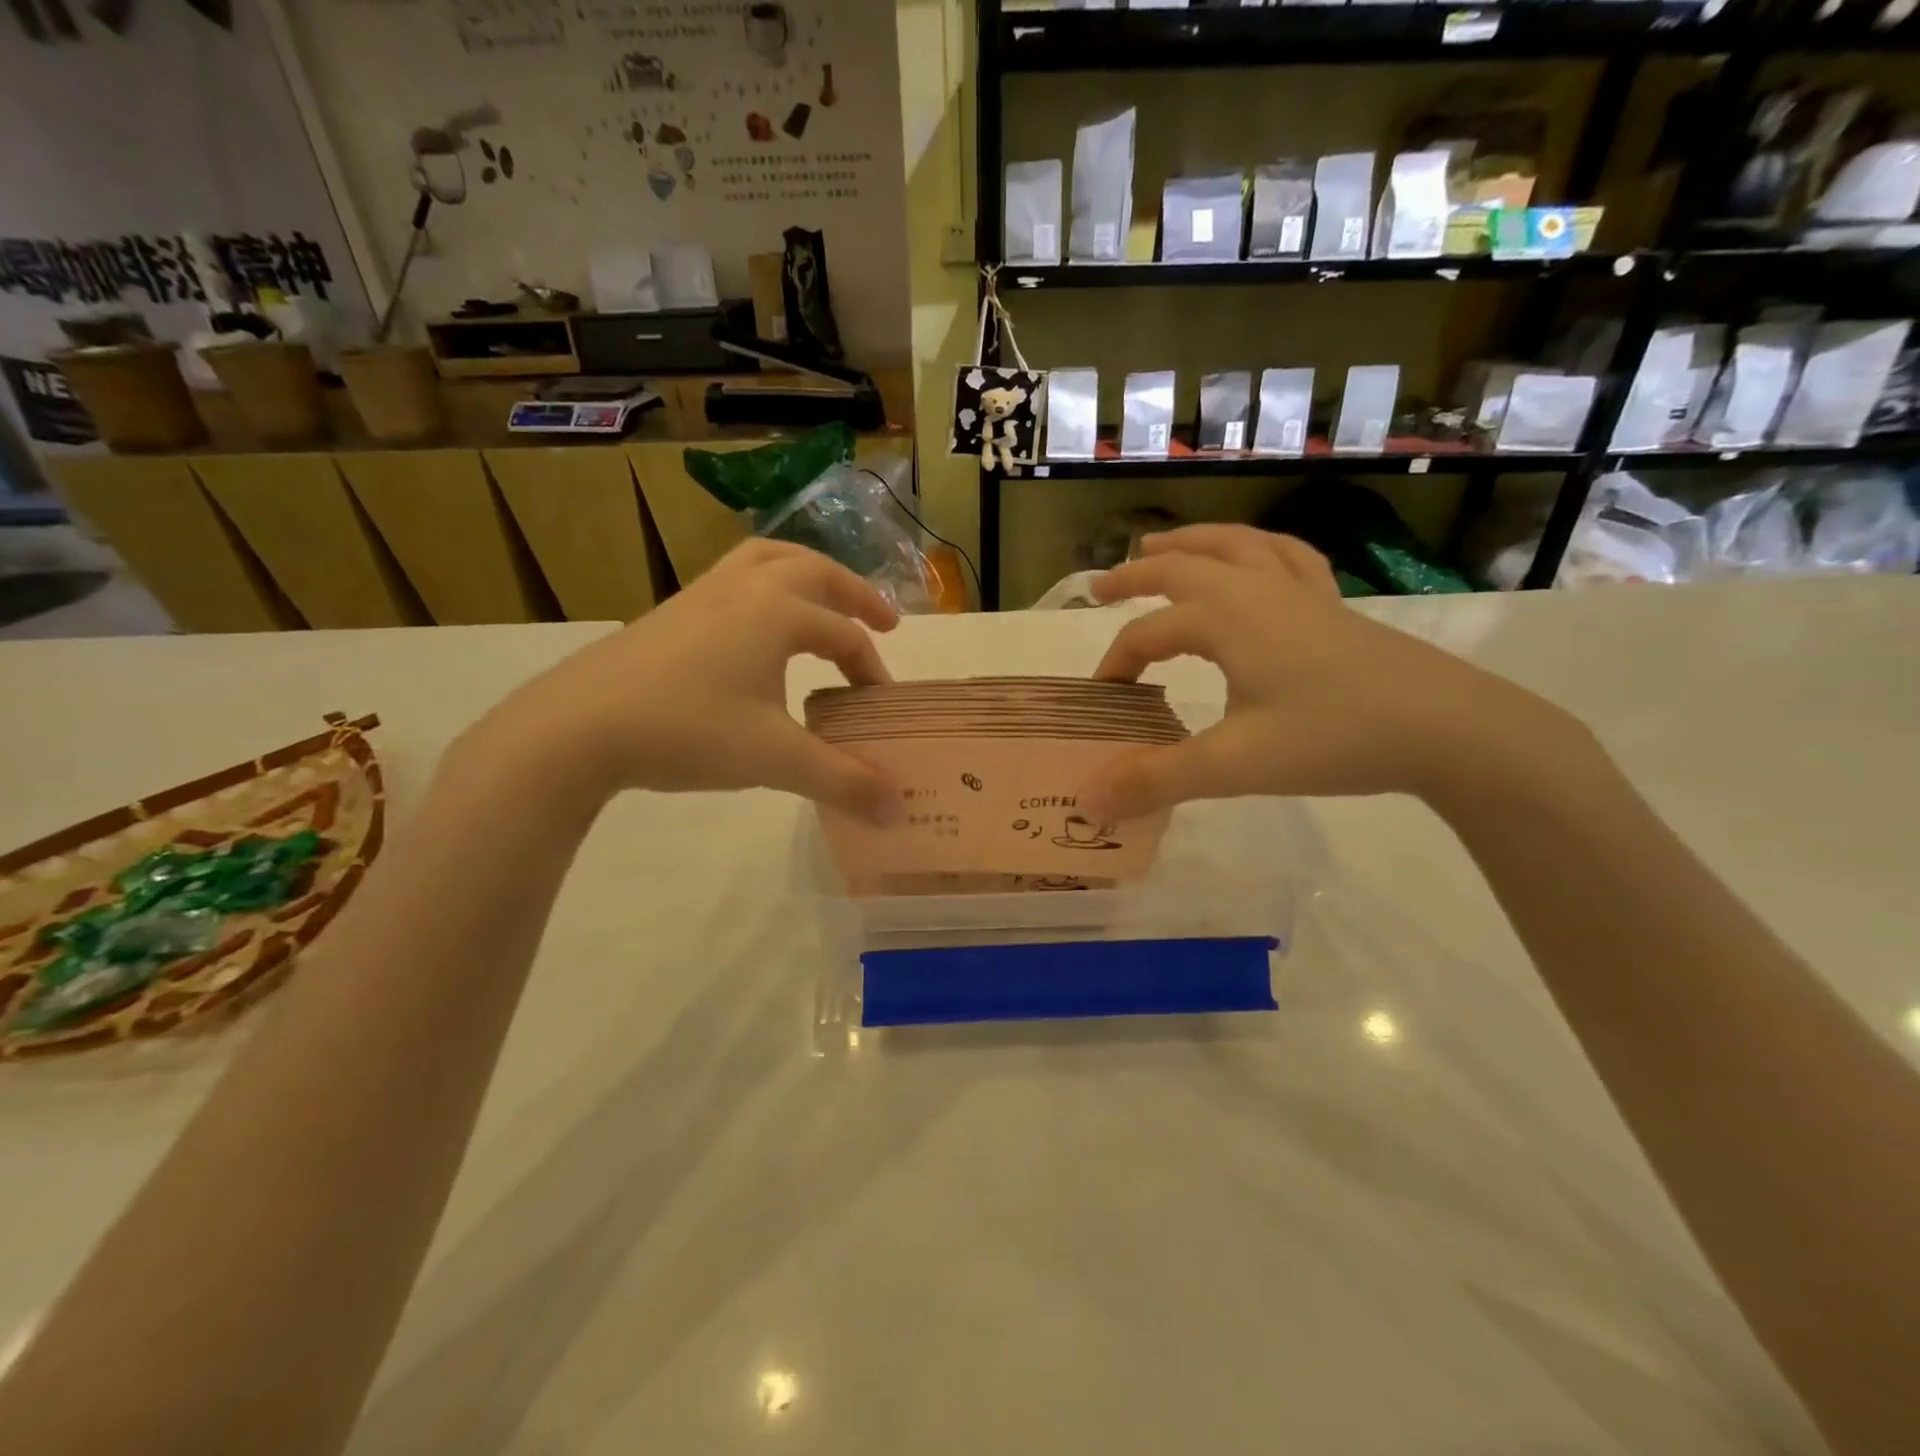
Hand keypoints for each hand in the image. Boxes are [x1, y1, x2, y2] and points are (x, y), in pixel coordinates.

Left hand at [470, 540, 904, 822]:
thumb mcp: (775, 760)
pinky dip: (764, 586)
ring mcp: (702, 594)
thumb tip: (898, 810)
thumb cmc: (688, 731)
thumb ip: (843, 781)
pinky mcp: (670, 612)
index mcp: (778, 611)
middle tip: (885, 621)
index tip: (881, 708)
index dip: (872, 670)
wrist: (576, 727)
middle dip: (856, 594)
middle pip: (815, 571)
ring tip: (824, 600)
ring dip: (807, 575)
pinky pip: (733, 578)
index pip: (846, 635)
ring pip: (767, 560)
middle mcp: (744, 588)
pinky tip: (757, 627)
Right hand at [1077, 525, 1585, 816]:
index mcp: (1226, 618)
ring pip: (1236, 546)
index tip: (1103, 700)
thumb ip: (1156, 780)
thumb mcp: (1234, 765)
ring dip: (1192, 543)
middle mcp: (1258, 591)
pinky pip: (1289, 559)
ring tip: (1162, 545)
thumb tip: (1088, 801)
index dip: (1117, 663)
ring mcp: (1302, 594)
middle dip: (1136, 575)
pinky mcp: (1335, 608)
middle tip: (1101, 588)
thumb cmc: (1335, 739)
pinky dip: (1259, 550)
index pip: (1149, 634)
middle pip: (1183, 567)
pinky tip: (1257, 559)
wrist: (1451, 731)